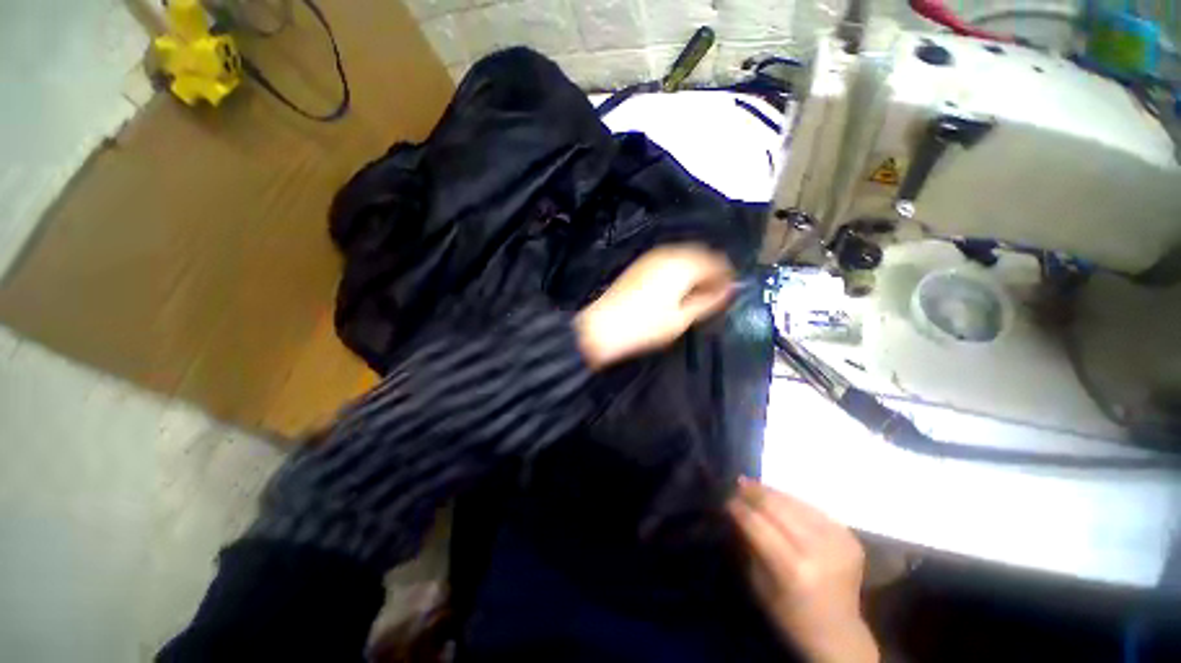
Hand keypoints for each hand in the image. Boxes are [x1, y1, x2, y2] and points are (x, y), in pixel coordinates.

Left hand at [573, 244, 734, 368]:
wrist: (603, 327)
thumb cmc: (646, 326)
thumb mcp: (682, 318)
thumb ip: (709, 300)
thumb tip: (731, 289)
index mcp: (684, 265)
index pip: (717, 262)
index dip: (727, 276)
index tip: (729, 293)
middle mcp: (669, 253)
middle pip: (701, 255)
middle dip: (711, 272)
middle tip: (713, 294)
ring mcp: (652, 256)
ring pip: (684, 256)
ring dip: (695, 270)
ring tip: (695, 293)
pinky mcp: (640, 264)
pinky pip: (669, 260)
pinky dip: (679, 270)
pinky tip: (676, 287)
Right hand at [729, 479, 878, 662]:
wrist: (839, 632)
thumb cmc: (790, 614)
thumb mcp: (760, 584)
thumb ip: (750, 544)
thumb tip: (736, 510)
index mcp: (793, 570)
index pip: (758, 525)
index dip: (740, 508)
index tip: (726, 498)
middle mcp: (819, 551)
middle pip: (778, 508)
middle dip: (755, 493)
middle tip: (738, 482)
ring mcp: (838, 541)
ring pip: (796, 503)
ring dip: (772, 492)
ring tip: (754, 485)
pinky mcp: (850, 537)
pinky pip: (813, 509)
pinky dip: (793, 502)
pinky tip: (780, 499)